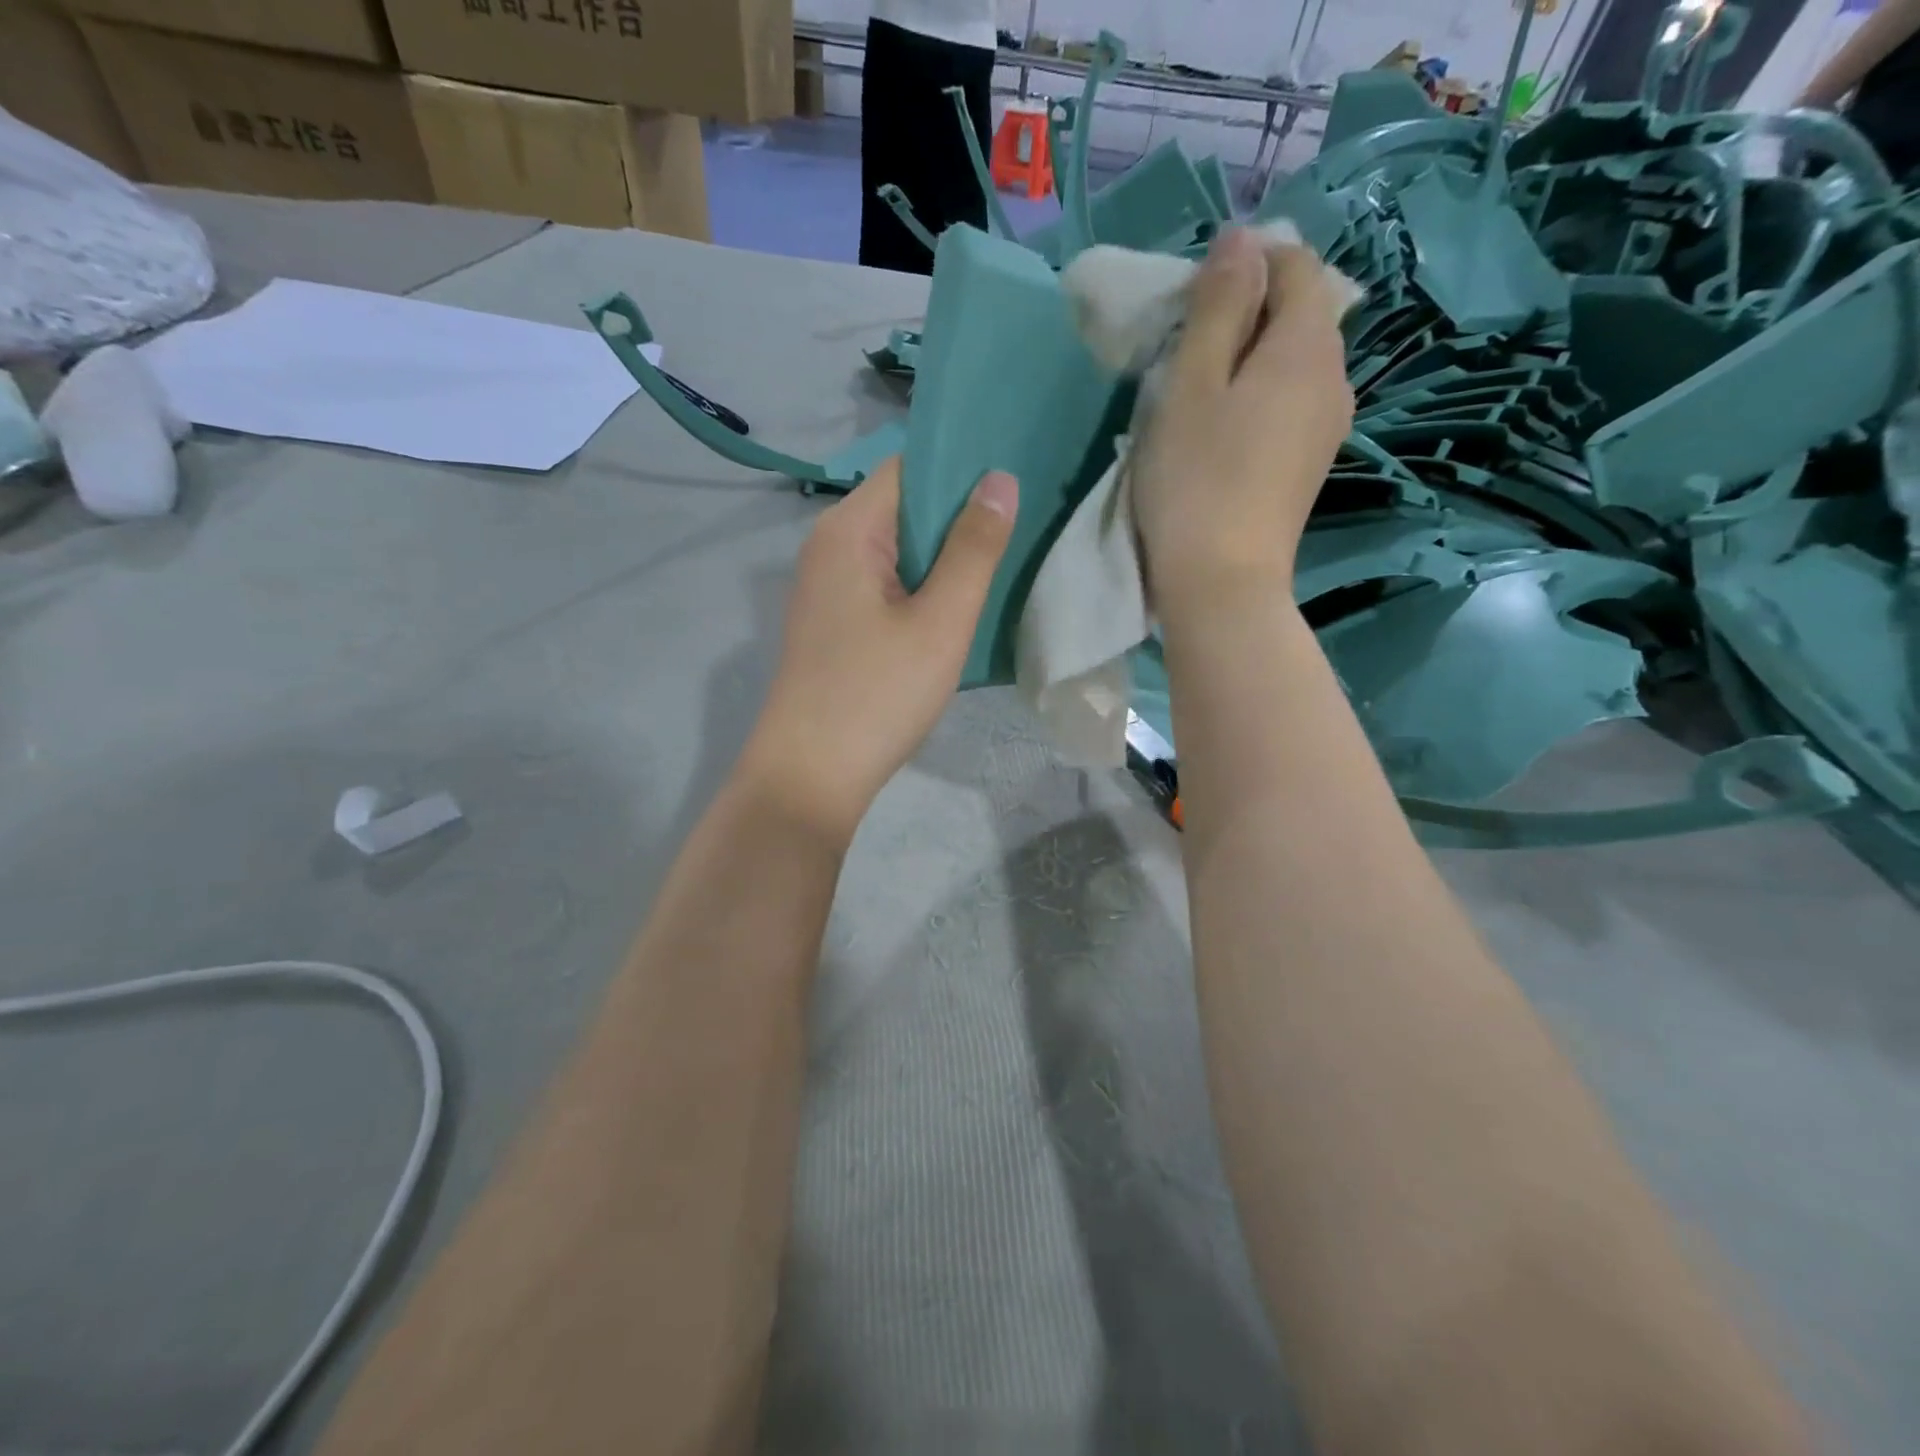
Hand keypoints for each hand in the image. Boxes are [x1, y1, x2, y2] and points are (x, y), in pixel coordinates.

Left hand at [741, 458, 1018, 840]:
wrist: (810, 776)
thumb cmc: (877, 694)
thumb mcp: (940, 622)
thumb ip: (973, 548)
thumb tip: (999, 479)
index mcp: (848, 530)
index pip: (909, 468)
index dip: (963, 468)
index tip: (1017, 478)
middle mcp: (828, 546)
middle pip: (902, 508)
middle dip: (959, 514)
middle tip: (1024, 523)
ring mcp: (826, 588)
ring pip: (896, 551)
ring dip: (943, 556)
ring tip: (1002, 560)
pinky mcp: (832, 623)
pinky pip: (884, 585)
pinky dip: (920, 587)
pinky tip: (957, 605)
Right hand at [1131, 228, 1353, 616]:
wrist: (1223, 583)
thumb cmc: (1195, 481)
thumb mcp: (1191, 385)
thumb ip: (1217, 308)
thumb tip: (1241, 241)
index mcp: (1308, 347)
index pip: (1295, 266)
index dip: (1246, 263)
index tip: (1192, 297)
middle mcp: (1334, 379)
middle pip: (1300, 313)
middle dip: (1247, 310)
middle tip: (1186, 345)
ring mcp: (1327, 427)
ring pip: (1295, 362)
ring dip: (1250, 357)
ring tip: (1198, 389)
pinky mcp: (1310, 465)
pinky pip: (1291, 403)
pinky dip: (1259, 396)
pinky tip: (1221, 429)